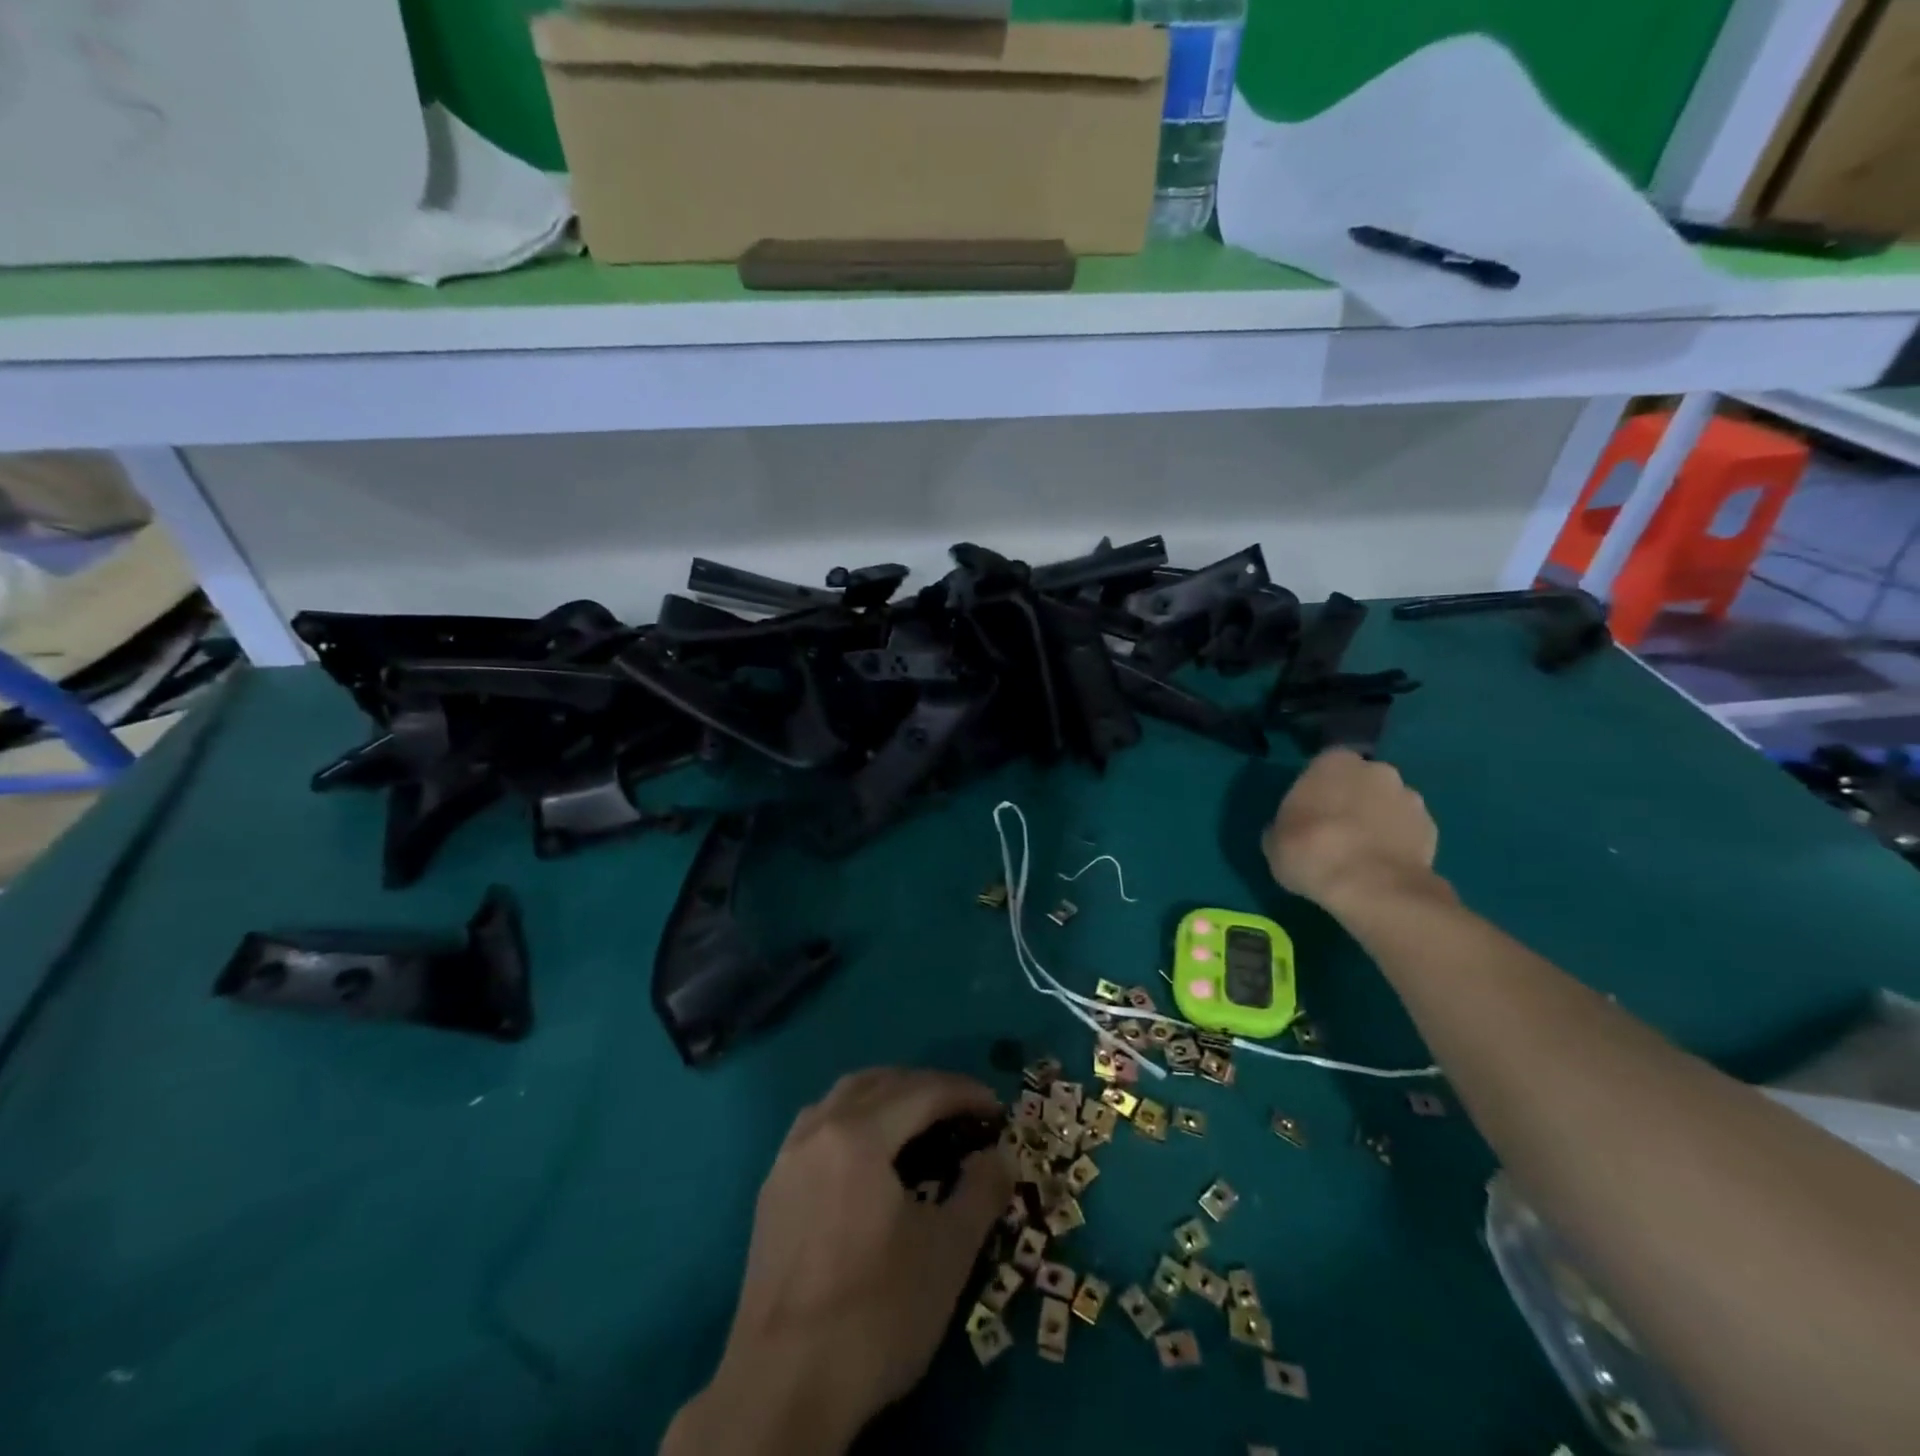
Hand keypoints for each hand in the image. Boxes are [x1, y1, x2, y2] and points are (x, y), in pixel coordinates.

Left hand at [664, 1068, 1012, 1455]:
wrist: (782, 1390)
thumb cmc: (875, 1315)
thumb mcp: (947, 1253)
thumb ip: (981, 1192)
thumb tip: (1001, 1155)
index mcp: (857, 1135)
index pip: (922, 1092)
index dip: (965, 1094)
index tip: (997, 1110)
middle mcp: (818, 1129)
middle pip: (879, 1083)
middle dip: (926, 1087)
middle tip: (963, 1111)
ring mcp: (787, 1159)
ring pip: (842, 1098)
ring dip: (886, 1096)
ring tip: (919, 1121)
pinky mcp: (772, 1191)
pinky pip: (818, 1126)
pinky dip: (853, 1119)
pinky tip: (868, 1154)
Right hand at [1262, 749, 1442, 915]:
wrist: (1372, 887)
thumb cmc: (1311, 852)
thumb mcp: (1274, 841)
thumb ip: (1285, 826)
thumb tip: (1289, 831)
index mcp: (1333, 762)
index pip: (1322, 767)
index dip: (1315, 791)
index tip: (1306, 815)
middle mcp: (1376, 770)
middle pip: (1360, 782)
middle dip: (1350, 801)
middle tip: (1333, 833)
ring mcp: (1409, 798)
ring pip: (1386, 805)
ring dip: (1376, 822)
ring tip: (1360, 855)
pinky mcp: (1433, 829)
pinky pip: (1406, 832)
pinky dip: (1396, 844)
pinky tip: (1381, 868)